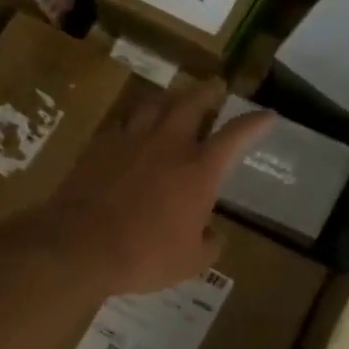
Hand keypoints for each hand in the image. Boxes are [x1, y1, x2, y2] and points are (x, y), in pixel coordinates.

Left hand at [33, 81, 271, 294]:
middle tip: (215, 86)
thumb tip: (213, 234)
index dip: (255, 123)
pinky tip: (133, 125)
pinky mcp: (100, 145)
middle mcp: (168, 144)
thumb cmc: (144, 255)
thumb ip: (209, 244)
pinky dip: (135, 118)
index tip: (268, 115)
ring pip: (154, 103)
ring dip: (170, 97)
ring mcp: (131, 140)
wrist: (80, 245)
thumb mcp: (190, 262)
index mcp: (198, 170)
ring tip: (175, 97)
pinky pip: (123, 121)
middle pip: (192, 103)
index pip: (235, 135)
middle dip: (208, 92)